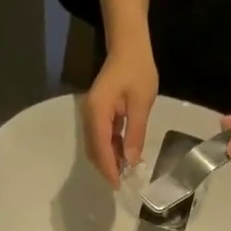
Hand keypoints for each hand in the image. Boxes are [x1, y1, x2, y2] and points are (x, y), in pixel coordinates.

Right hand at [82, 41, 157, 186]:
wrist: (128, 46)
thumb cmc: (137, 70)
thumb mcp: (141, 103)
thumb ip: (135, 134)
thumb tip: (132, 162)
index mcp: (97, 112)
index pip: (100, 147)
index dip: (109, 168)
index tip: (119, 185)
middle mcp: (89, 115)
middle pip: (94, 150)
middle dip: (107, 168)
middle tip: (123, 183)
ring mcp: (91, 114)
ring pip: (96, 146)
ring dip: (108, 160)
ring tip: (125, 173)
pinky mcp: (96, 114)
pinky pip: (100, 137)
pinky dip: (110, 149)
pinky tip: (123, 156)